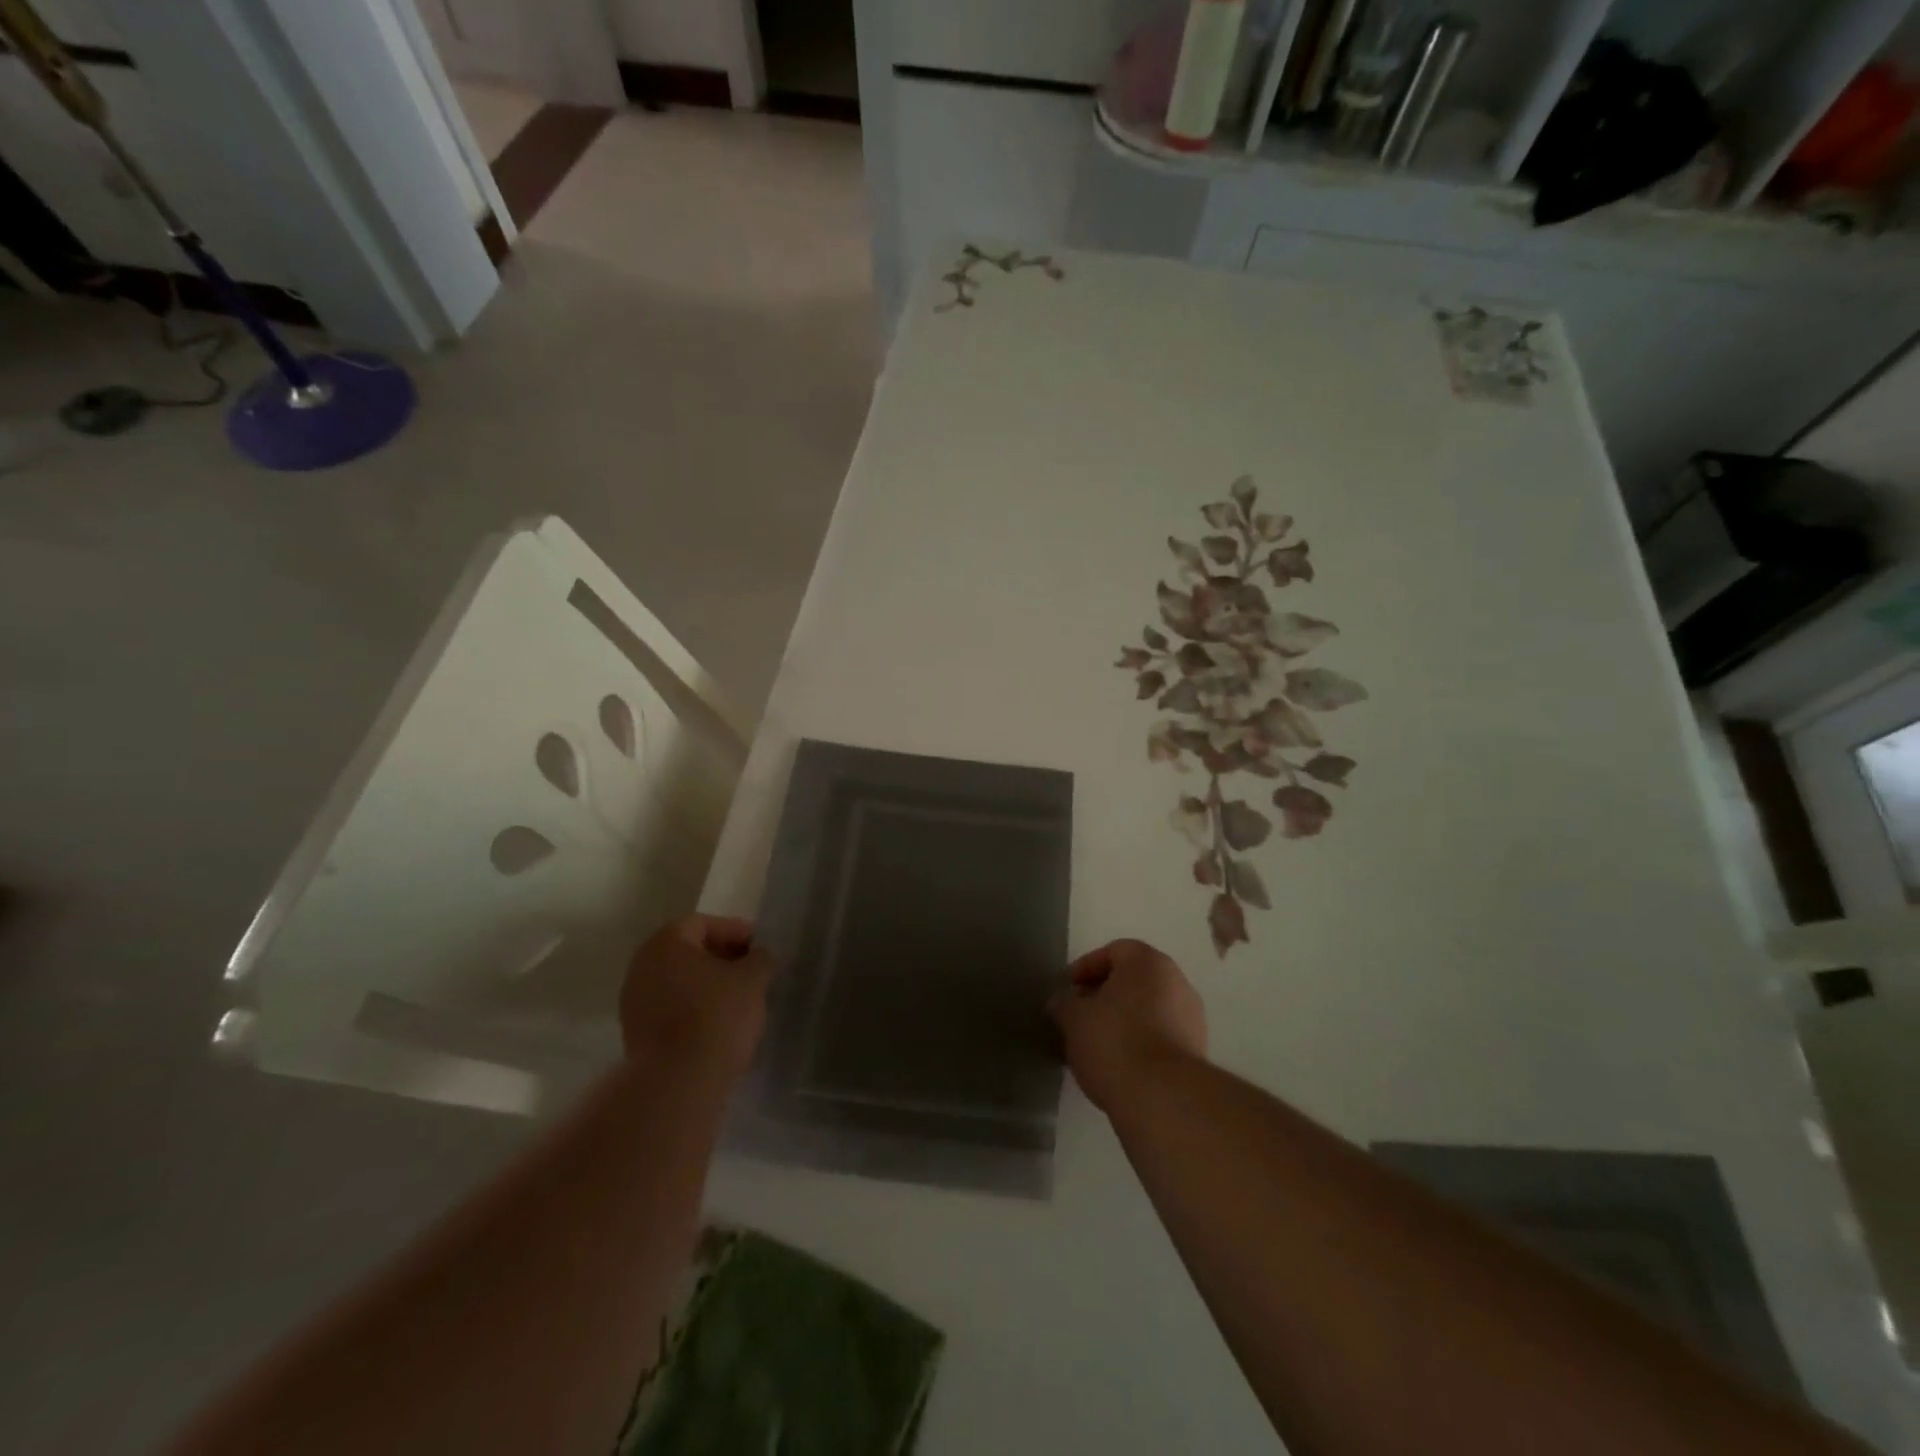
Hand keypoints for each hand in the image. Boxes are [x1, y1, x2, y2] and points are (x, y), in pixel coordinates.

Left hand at [620, 915, 774, 1079]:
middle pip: (688, 952)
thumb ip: (760, 959)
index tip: (760, 948)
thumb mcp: (752, 980)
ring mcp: (634, 1002)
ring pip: (679, 982)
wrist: (677, 1084)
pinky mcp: (636, 1035)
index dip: (736, 931)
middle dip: (722, 958)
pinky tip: (720, 1023)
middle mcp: (642, 966)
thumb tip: (761, 955)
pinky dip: (695, 1009)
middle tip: (752, 971)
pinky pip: (671, 1009)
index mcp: (666, 943)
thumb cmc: (716, 1016)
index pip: (704, 924)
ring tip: (740, 999)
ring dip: (708, 985)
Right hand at [1048, 938, 1207, 1113]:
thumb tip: (1062, 1002)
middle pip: (1133, 980)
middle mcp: (1176, 981)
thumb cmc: (1114, 1042)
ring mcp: (1192, 1018)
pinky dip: (1141, 1043)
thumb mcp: (1074, 1019)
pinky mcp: (1197, 1052)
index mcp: (1148, 962)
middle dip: (1105, 995)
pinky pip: (1161, 1035)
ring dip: (1124, 1021)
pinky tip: (1120, 1064)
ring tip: (1097, 1045)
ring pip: (1149, 1009)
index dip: (1086, 968)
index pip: (1113, 951)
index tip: (1068, 991)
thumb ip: (1065, 1003)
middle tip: (1080, 1016)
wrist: (1164, 1098)